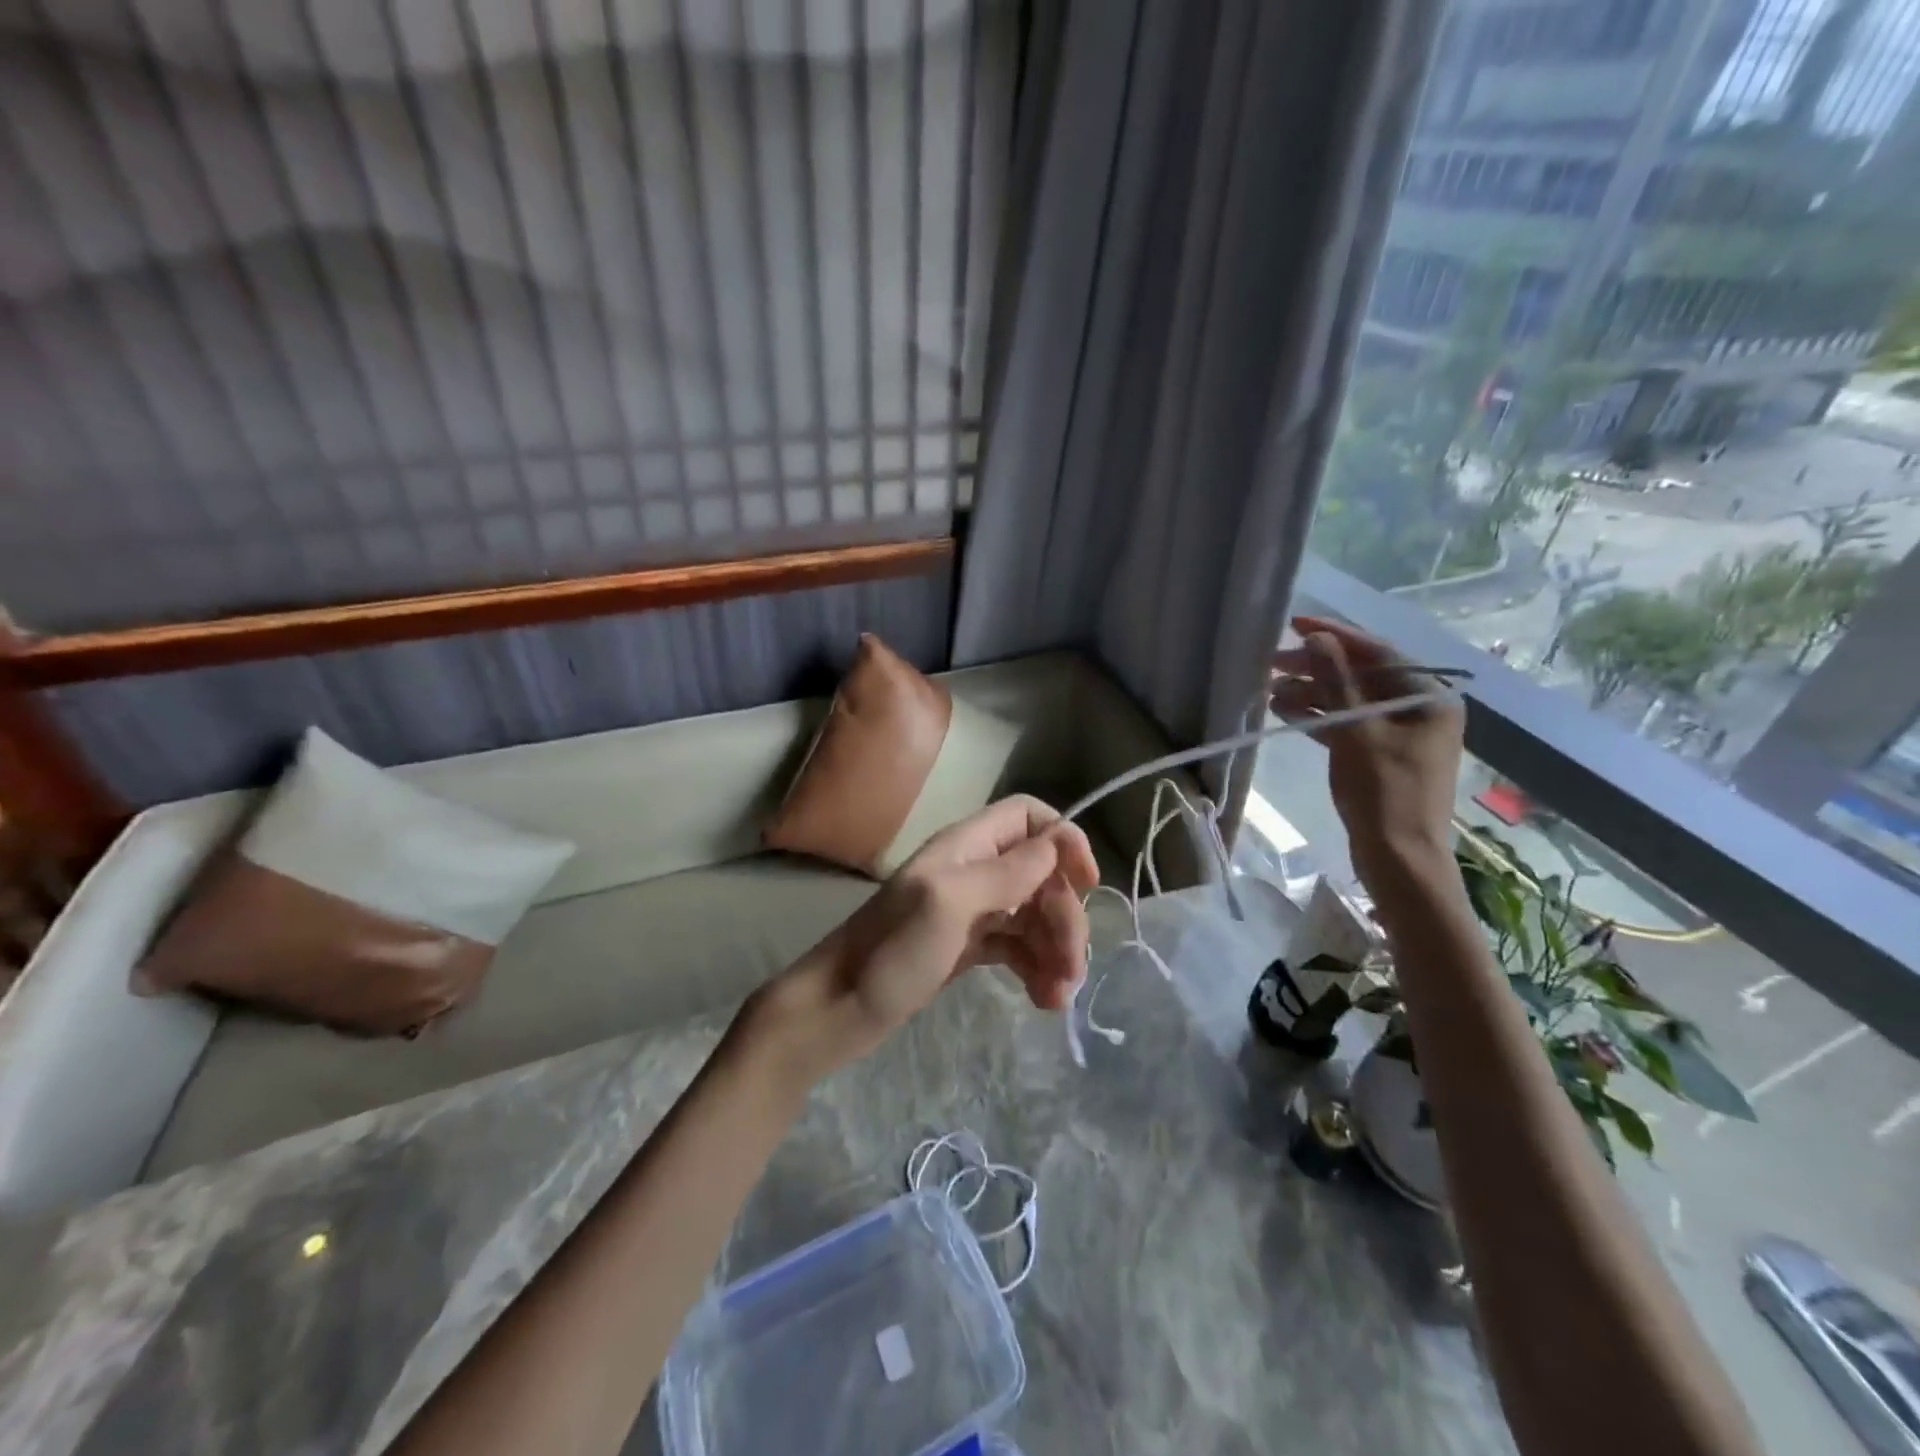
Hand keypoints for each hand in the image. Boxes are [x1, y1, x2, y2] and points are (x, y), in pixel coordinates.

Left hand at [744, 796, 1099, 1083]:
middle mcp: (972, 870)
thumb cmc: (891, 951)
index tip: (1088, 884)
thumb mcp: (948, 903)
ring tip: (1058, 998)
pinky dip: (1035, 968)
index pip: (1028, 817)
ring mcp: (970, 910)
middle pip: (1041, 875)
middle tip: (1073, 967)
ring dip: (1055, 949)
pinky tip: (1042, 1000)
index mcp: (966, 847)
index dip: (1064, 841)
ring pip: (1033, 914)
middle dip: (1064, 916)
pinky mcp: (967, 947)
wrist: (838, 1008)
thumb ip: (1006, 871)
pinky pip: (1016, 947)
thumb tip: (1060, 841)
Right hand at [1269, 614, 1463, 887]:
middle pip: (1362, 675)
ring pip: (1350, 699)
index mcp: (1429, 697)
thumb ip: (1336, 681)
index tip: (1294, 625)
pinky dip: (1318, 716)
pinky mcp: (1380, 755)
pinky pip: (1347, 724)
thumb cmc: (1384, 791)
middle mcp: (1419, 708)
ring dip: (1312, 692)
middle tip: (1273, 662)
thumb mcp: (1357, 731)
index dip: (1335, 635)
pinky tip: (1285, 711)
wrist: (1399, 857)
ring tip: (1271, 690)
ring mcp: (1400, 733)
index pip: (1378, 651)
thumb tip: (1316, 638)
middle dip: (1316, 667)